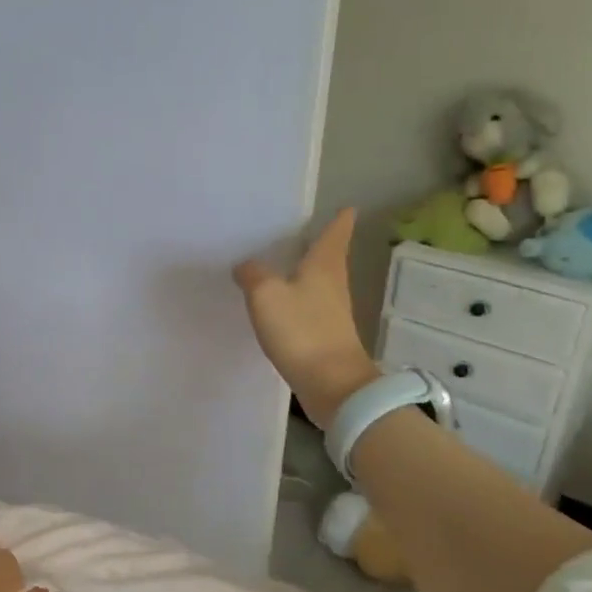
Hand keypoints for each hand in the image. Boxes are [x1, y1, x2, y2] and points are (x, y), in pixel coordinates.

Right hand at [234, 208, 378, 428]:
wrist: (331, 384)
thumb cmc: (301, 330)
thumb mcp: (266, 295)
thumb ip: (252, 274)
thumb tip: (246, 266)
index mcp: (324, 266)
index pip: (336, 233)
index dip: (340, 220)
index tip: (346, 208)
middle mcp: (333, 284)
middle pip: (329, 257)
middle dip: (319, 244)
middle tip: (303, 232)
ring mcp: (332, 311)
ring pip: (319, 282)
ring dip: (306, 272)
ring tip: (284, 264)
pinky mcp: (324, 335)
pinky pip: (309, 306)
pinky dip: (297, 298)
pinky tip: (280, 303)